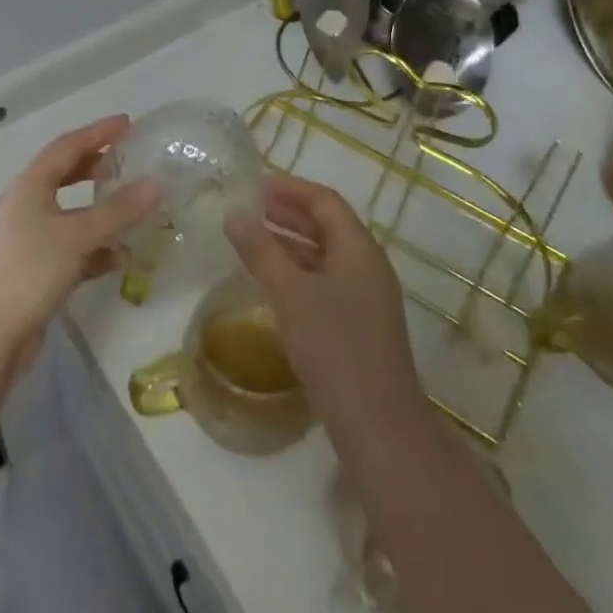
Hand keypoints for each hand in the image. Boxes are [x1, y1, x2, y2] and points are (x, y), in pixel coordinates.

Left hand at [0, 114, 161, 371]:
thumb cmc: (30, 270)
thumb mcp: (78, 235)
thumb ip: (118, 210)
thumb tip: (157, 184)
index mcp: (31, 186)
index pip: (67, 146)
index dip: (97, 132)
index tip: (127, 123)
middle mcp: (28, 206)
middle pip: (64, 175)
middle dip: (95, 165)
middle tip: (127, 158)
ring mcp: (30, 239)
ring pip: (70, 213)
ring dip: (99, 209)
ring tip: (132, 206)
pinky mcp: (36, 271)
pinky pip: (72, 248)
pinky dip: (95, 248)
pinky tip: (119, 258)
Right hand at [225, 174, 425, 443]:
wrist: (379, 428)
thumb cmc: (334, 348)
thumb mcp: (289, 293)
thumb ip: (260, 250)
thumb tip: (233, 213)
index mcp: (358, 248)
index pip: (324, 200)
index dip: (290, 188)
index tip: (254, 185)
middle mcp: (368, 265)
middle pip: (328, 225)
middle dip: (288, 213)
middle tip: (249, 209)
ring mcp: (369, 298)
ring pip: (326, 255)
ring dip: (291, 243)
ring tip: (253, 241)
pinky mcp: (362, 326)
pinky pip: (327, 281)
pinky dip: (299, 271)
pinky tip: (273, 284)